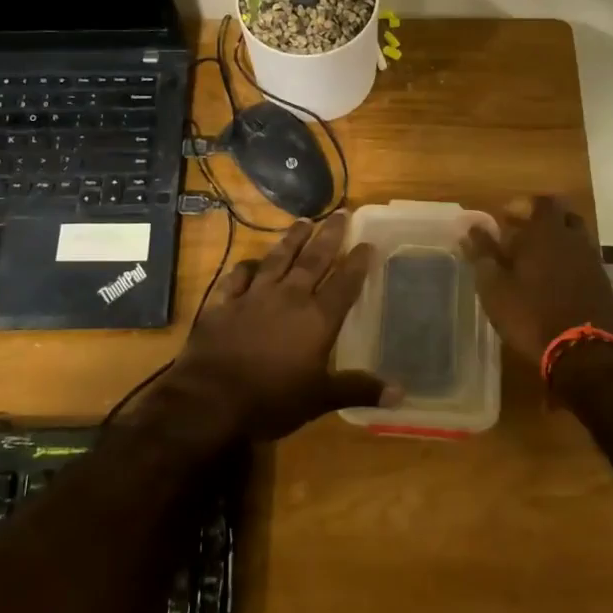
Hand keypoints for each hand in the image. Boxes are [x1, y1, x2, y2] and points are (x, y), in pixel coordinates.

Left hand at [143, 212, 389, 443]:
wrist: (210, 399)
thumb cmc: (272, 400)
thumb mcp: (321, 399)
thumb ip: (359, 390)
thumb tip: (401, 393)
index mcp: (317, 319)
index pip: (345, 283)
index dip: (358, 263)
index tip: (367, 242)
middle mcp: (289, 297)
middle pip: (314, 260)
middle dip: (329, 236)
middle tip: (340, 212)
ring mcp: (254, 296)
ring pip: (278, 259)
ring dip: (292, 240)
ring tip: (304, 221)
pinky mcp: (224, 303)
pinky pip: (238, 277)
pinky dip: (247, 267)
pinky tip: (251, 261)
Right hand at [463, 196, 612, 365]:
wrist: (584, 353)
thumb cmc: (531, 315)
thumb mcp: (495, 287)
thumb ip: (482, 254)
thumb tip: (470, 228)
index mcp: (546, 232)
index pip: (540, 202)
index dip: (522, 206)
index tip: (504, 219)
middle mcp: (574, 239)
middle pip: (562, 217)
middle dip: (541, 222)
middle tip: (519, 239)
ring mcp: (592, 262)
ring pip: (575, 240)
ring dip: (556, 244)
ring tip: (534, 265)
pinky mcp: (603, 285)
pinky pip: (584, 262)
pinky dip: (569, 265)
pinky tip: (553, 285)